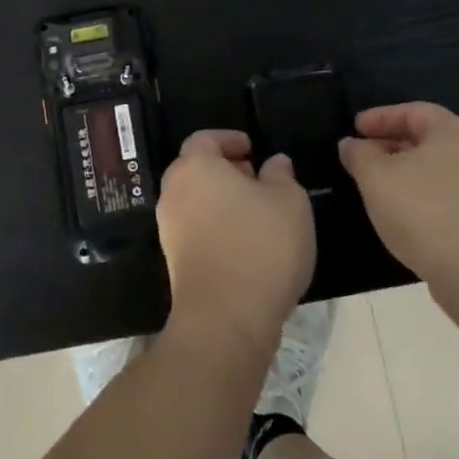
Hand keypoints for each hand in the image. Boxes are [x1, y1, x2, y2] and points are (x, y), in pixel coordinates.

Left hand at [157, 130, 315, 357]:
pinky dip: (216, 225)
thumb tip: (274, 164)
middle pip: (196, 169)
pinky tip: (246, 242)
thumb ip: (281, 176)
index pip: (205, 139)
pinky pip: (195, 229)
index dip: (229, 139)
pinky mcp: (174, 261)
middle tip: (256, 177)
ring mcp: (169, 228)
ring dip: (221, 199)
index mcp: (195, 166)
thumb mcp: (289, 202)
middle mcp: (174, 192)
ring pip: (195, 200)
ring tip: (257, 212)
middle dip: (225, 169)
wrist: (226, 320)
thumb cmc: (260, 245)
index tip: (252, 148)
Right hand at [338, 102, 458, 294]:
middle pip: (429, 139)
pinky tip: (405, 214)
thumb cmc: (425, 213)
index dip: (380, 117)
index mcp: (455, 132)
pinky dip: (425, 196)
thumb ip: (359, 155)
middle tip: (363, 157)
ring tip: (379, 187)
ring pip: (440, 169)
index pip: (413, 111)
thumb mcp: (377, 178)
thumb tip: (350, 144)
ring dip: (408, 173)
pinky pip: (451, 195)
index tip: (355, 128)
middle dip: (392, 145)